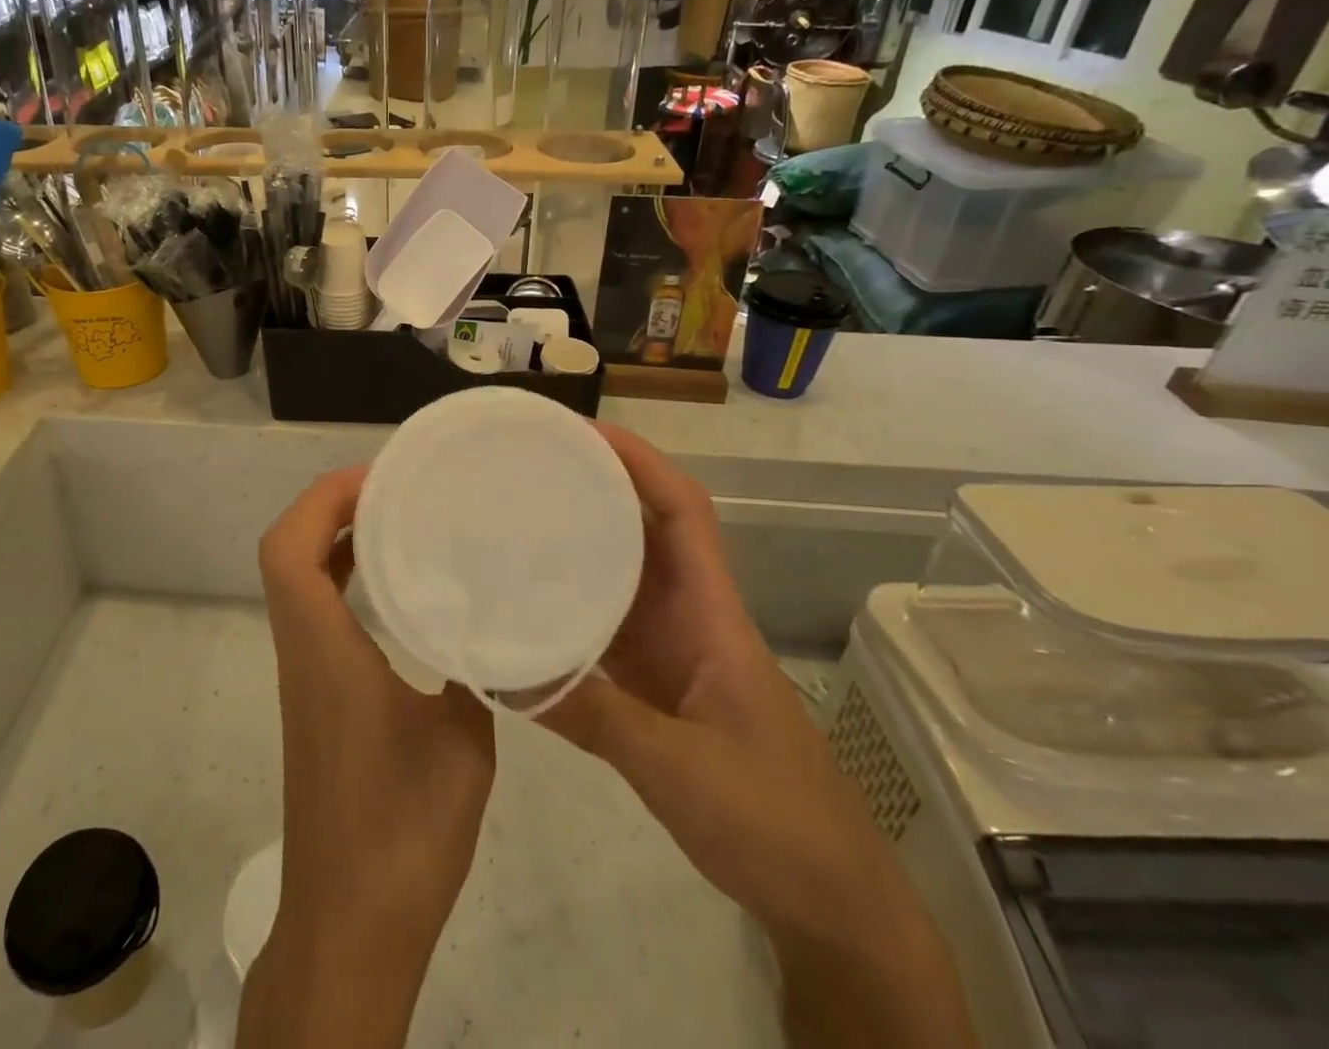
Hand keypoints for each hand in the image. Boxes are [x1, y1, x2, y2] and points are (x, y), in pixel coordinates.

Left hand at [239, 466, 495, 1048]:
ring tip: (396, 520)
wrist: (351, 924)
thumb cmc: (404, 830)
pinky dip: (342, 580)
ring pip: (296, 582)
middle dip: (329, 506)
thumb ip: (474, 671)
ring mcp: (304, 676)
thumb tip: (490, 624)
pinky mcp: (316, 699)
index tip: (378, 478)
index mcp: (324, 650)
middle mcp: (302, 652)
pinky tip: (396, 589)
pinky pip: (315, 613)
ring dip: (333, 540)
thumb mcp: (463, 740)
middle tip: (393, 489)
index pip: (288, 549)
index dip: (321, 499)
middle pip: (285, 553)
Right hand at [543, 426, 974, 1047]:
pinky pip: (605, 627)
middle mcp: (689, 615)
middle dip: (595, 487)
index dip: (638, 461)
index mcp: (710, 612)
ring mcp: (671, 650)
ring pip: (622, 574)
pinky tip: (526, 604)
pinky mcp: (654, 686)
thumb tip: (503, 673)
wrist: (826, 897)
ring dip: (577, 541)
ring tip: (516, 517)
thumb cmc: (774, 819)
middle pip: (644, 529)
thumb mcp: (680, 769)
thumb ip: (594, 718)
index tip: (581, 431)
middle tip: (528, 466)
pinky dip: (569, 606)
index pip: (682, 510)